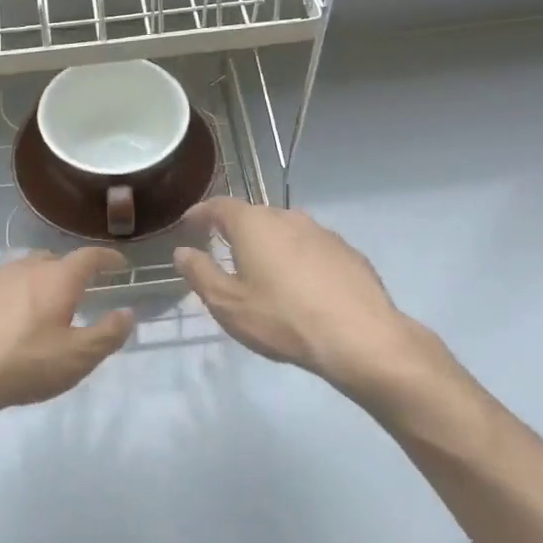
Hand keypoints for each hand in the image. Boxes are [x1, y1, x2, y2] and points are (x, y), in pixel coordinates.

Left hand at [0, 248, 135, 432]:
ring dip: (29, 286)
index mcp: (56, 279)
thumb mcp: (77, 359)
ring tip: (32, 311)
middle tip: (74, 293)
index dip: (107, 258)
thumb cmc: (21, 366)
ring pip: (15, 274)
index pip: (89, 257)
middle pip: (50, 260)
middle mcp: (20, 269)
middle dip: (66, 271)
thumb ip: (108, 334)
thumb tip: (126, 313)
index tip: (118, 264)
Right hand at [173, 198, 445, 402]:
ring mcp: (323, 232)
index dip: (201, 213)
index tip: (189, 223)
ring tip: (262, 271)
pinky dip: (298, 259)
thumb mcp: (228, 304)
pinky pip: (311, 248)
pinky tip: (300, 286)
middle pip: (255, 215)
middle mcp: (289, 217)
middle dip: (236, 230)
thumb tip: (183, 251)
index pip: (220, 206)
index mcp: (254, 224)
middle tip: (223, 250)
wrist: (359, 337)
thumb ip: (201, 273)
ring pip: (286, 231)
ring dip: (270, 245)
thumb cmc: (282, 319)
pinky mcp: (347, 252)